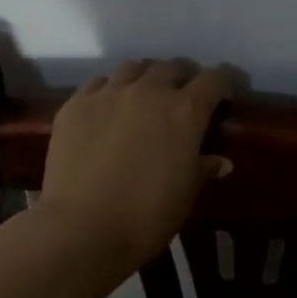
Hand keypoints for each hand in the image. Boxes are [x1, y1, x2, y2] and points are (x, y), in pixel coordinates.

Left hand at [40, 59, 232, 270]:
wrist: (81, 230)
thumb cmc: (146, 217)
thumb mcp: (186, 195)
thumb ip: (203, 169)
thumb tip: (221, 161)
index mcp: (185, 111)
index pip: (213, 79)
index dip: (221, 86)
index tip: (220, 99)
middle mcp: (149, 91)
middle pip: (171, 67)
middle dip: (180, 79)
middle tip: (179, 101)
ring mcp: (109, 94)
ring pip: (133, 68)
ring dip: (144, 78)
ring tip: (141, 98)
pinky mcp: (76, 105)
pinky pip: (98, 83)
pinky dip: (109, 90)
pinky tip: (106, 110)